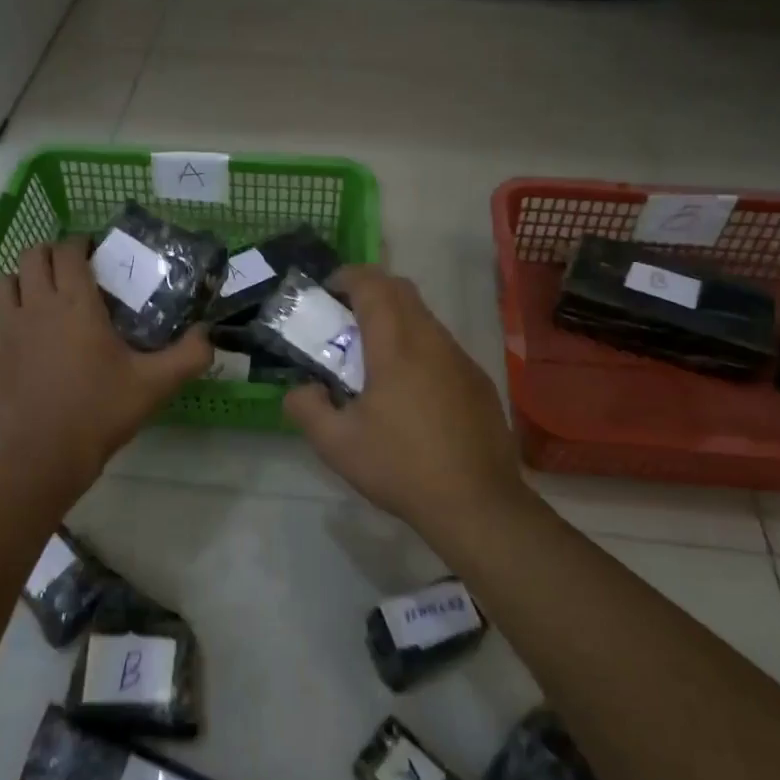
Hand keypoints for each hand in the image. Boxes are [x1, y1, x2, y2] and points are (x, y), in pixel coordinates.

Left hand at [0, 239, 210, 487]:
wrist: (45, 455)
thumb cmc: (102, 411)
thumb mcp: (156, 384)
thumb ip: (189, 355)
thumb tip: (208, 333)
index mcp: (76, 303)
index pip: (69, 250)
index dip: (81, 243)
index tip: (95, 252)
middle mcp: (37, 304)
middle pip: (33, 256)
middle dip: (52, 254)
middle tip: (71, 270)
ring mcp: (7, 327)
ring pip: (4, 281)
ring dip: (22, 279)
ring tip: (39, 294)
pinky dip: (3, 313)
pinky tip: (19, 330)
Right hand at [284, 266, 525, 531]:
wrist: (476, 502)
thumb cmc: (400, 467)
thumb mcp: (336, 445)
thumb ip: (306, 407)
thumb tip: (301, 389)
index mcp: (395, 346)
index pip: (372, 284)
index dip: (347, 277)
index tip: (327, 292)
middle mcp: (432, 340)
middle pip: (402, 290)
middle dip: (370, 291)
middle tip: (345, 321)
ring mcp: (461, 359)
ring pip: (425, 318)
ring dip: (396, 321)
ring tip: (374, 361)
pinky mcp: (478, 381)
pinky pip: (443, 346)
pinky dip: (419, 348)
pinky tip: (410, 393)